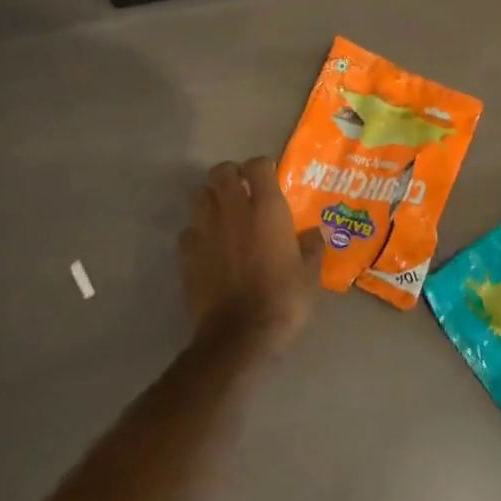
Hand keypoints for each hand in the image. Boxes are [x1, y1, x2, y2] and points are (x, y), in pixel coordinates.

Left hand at [177, 156, 321, 355]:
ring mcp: (205, 230)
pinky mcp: (187, 253)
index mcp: (266, 209)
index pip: (258, 165)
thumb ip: (311, 246)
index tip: (270, 178)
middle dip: (231, 175)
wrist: (240, 335)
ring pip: (199, 195)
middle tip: (243, 190)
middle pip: (221, 171)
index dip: (263, 167)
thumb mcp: (309, 274)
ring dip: (211, 198)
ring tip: (223, 213)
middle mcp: (233, 210)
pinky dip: (197, 231)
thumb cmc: (282, 299)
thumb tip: (314, 232)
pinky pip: (188, 229)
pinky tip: (209, 246)